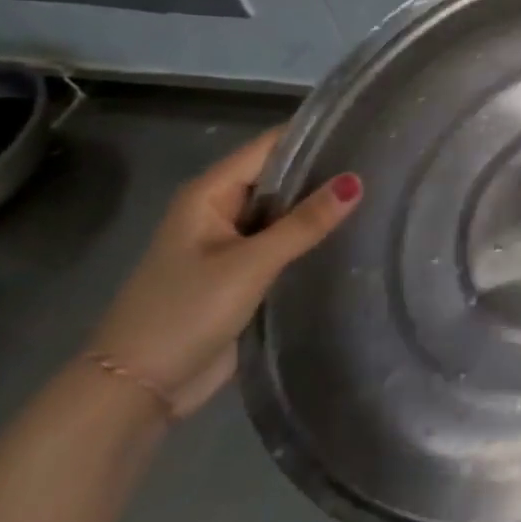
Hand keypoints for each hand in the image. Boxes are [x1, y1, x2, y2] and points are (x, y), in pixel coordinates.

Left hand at [85, 129, 361, 418]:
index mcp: (209, 194)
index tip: (365, 129)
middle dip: (325, 172)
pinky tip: (354, 234)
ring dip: (320, 208)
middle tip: (384, 163)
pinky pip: (285, 244)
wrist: (136, 392)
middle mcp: (220, 210)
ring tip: (382, 192)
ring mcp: (232, 244)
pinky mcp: (243, 274)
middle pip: (281, 177)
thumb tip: (356, 181)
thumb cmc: (184, 314)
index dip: (314, 136)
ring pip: (285, 212)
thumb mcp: (249, 265)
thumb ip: (304, 224)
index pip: (271, 147)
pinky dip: (312, 238)